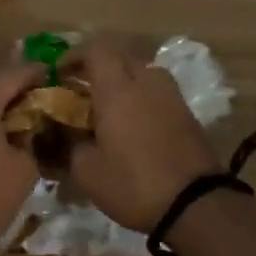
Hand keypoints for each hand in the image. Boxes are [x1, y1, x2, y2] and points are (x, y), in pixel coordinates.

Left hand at [0, 63, 44, 255]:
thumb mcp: (23, 168)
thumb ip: (34, 141)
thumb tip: (34, 133)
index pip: (18, 73)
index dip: (44, 77)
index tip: (66, 83)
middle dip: (24, 97)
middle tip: (53, 110)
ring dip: (4, 114)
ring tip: (33, 130)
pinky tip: (5, 145)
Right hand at [61, 37, 218, 231]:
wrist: (196, 205)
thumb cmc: (133, 184)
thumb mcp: (87, 171)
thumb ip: (69, 144)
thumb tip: (60, 131)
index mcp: (118, 90)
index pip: (96, 50)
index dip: (74, 56)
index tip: (59, 75)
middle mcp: (146, 83)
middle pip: (121, 56)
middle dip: (98, 67)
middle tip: (81, 89)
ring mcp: (171, 97)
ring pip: (143, 72)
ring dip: (124, 80)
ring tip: (109, 106)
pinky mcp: (187, 114)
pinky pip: (158, 92)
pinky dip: (142, 97)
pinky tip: (132, 124)